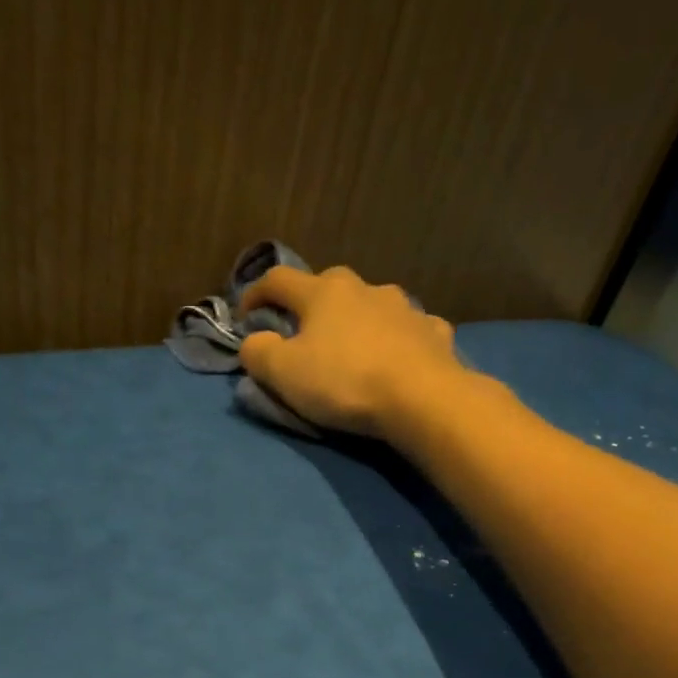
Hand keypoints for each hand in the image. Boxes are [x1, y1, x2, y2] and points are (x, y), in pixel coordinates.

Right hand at [238, 265, 473, 437]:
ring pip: (371, 306)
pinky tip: (397, 360)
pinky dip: (395, 341)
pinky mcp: (433, 331)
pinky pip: (407, 331)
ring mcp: (404, 307)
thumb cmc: (345, 381)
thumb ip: (258, 353)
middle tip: (303, 333)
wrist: (423, 397)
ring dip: (356, 321)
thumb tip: (254, 341)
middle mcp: (364, 288)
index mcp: (323, 292)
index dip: (254, 294)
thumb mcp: (283, 373)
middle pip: (328, 287)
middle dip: (310, 305)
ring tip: (353, 349)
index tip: (244, 317)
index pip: (278, 280)